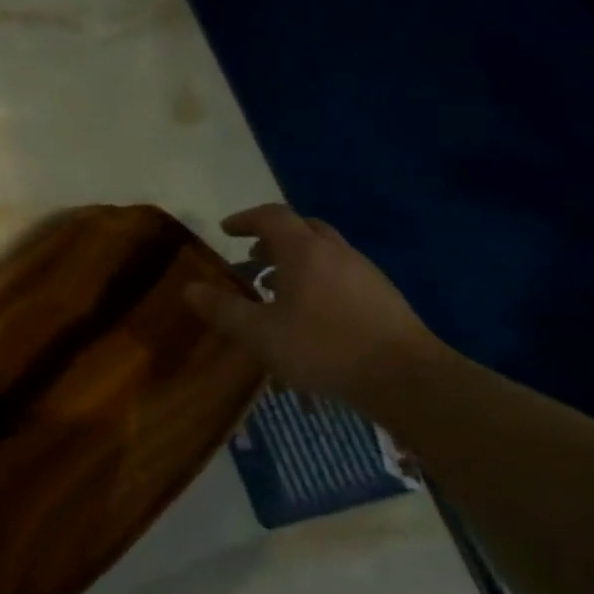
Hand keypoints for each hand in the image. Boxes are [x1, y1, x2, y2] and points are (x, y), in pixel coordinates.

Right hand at [185, 204, 439, 398]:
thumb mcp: (260, 334)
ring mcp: (364, 272)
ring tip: (274, 291)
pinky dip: (316, 279)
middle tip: (251, 259)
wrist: (404, 377)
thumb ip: (223, 310)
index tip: (226, 231)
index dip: (245, 219)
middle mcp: (336, 252)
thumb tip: (190, 289)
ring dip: (295, 261)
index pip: (272, 216)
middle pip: (302, 228)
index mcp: (304, 251)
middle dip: (272, 239)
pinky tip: (309, 314)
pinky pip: (340, 273)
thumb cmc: (323, 348)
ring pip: (323, 252)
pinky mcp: (381, 295)